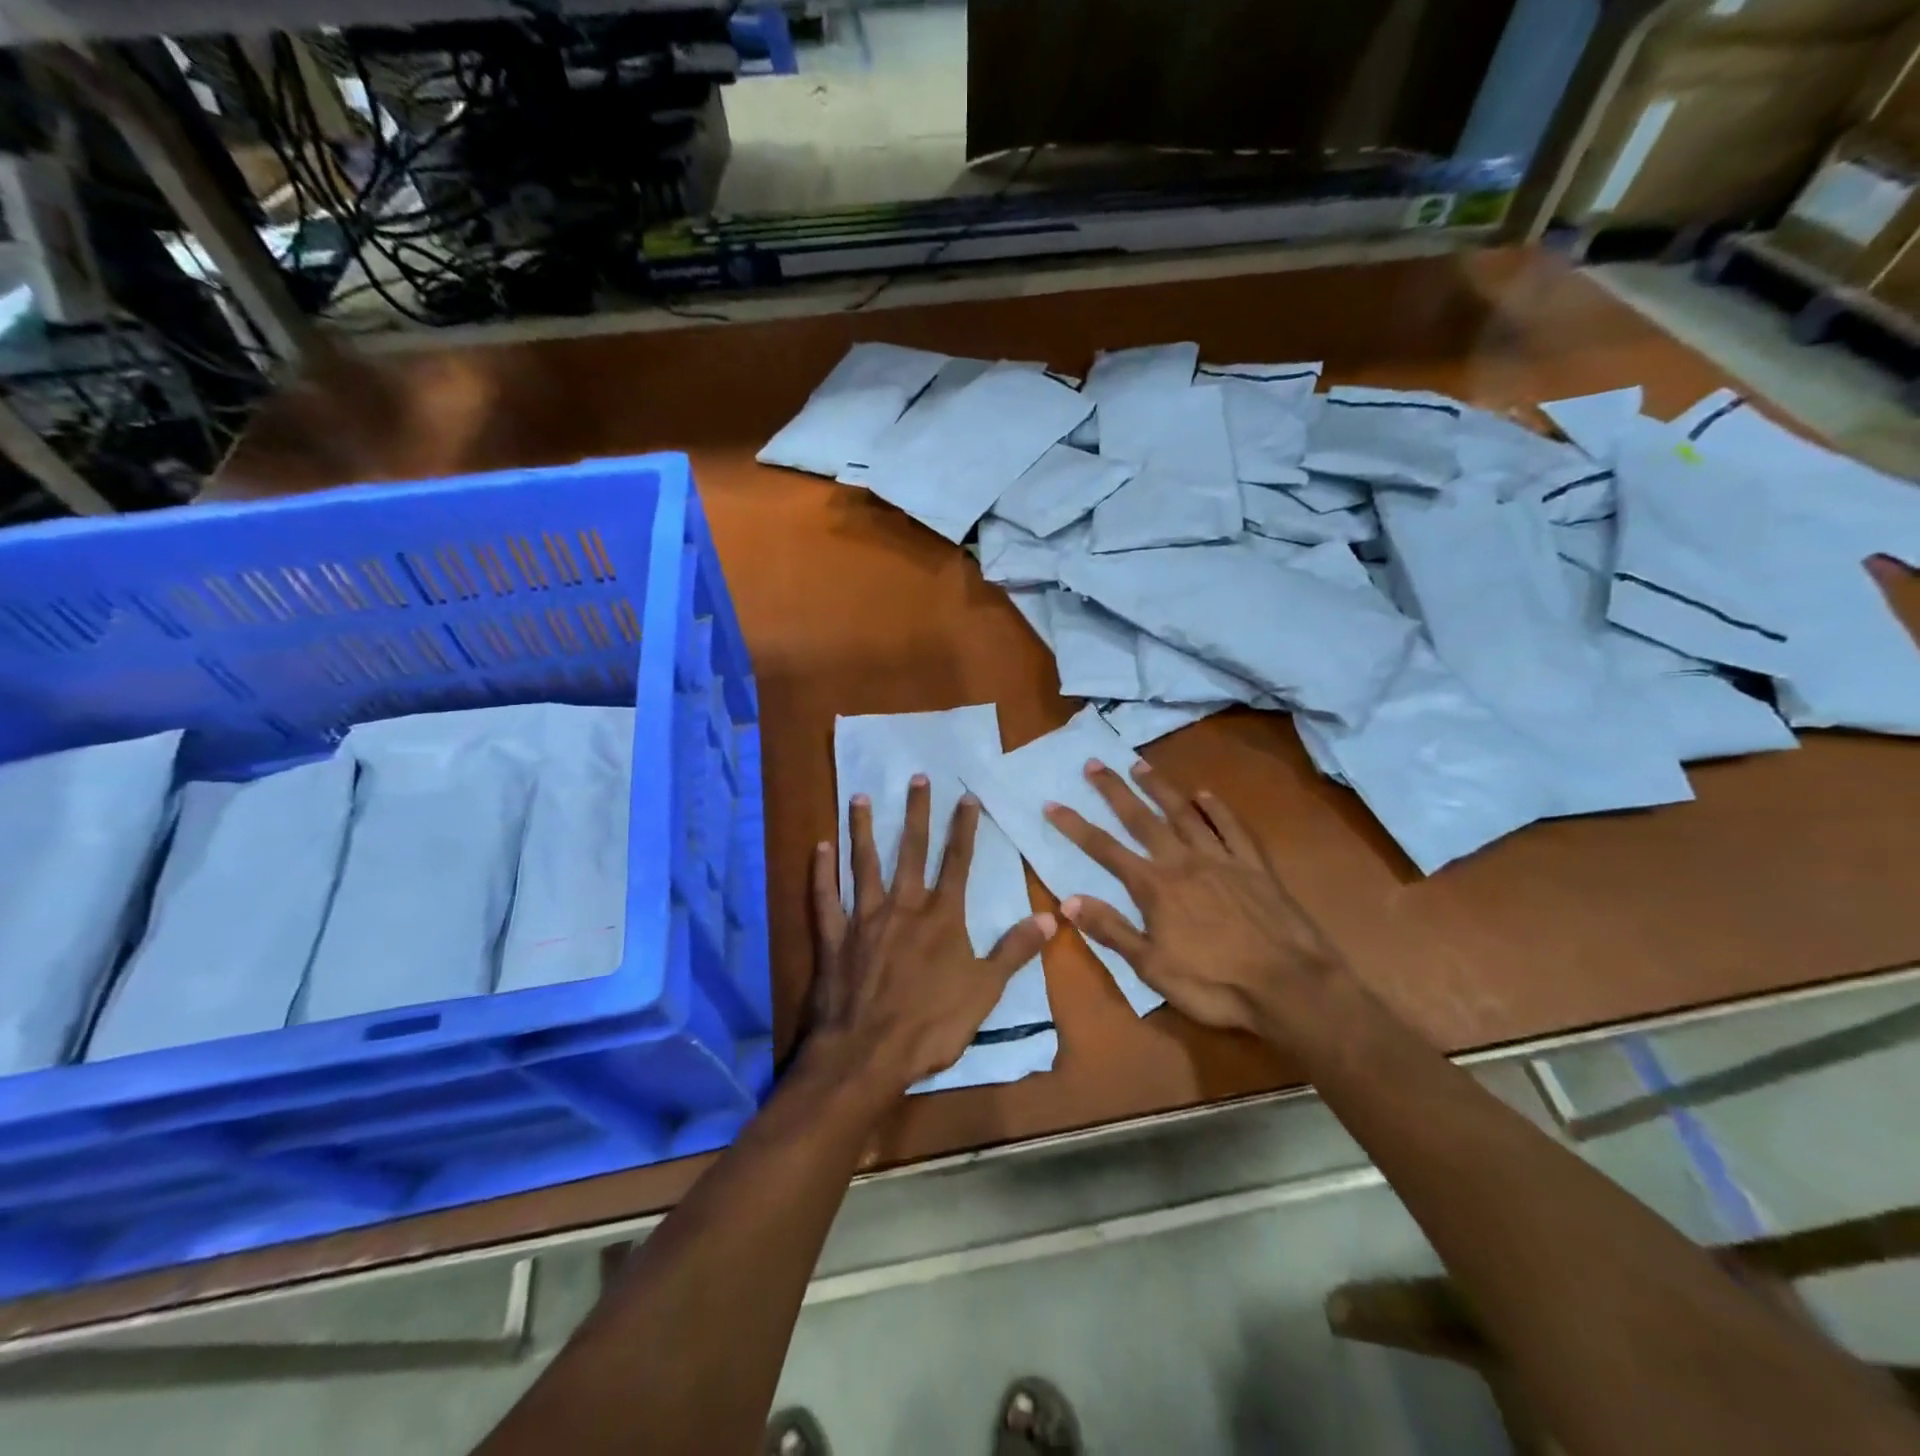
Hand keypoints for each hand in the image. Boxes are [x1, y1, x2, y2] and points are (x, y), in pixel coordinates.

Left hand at [807, 776, 1056, 1093]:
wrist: (867, 1054)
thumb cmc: (931, 1025)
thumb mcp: (985, 991)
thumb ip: (1015, 951)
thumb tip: (1052, 918)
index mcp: (941, 918)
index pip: (957, 862)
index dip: (963, 828)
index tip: (965, 796)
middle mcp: (903, 906)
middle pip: (911, 851)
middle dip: (916, 813)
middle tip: (915, 777)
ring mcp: (864, 919)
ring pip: (865, 864)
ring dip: (864, 829)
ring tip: (861, 796)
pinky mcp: (833, 937)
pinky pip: (825, 898)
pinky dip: (822, 872)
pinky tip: (820, 846)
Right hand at [1043, 761, 1347, 1039]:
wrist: (1290, 986)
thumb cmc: (1214, 984)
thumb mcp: (1152, 968)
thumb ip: (1111, 930)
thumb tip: (1068, 900)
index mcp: (1154, 887)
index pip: (1105, 849)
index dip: (1075, 826)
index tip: (1052, 803)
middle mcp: (1183, 861)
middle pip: (1142, 819)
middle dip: (1114, 790)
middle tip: (1094, 764)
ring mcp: (1221, 859)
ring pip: (1184, 813)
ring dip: (1160, 788)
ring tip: (1140, 765)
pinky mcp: (1254, 866)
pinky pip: (1232, 828)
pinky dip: (1217, 809)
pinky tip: (1207, 795)